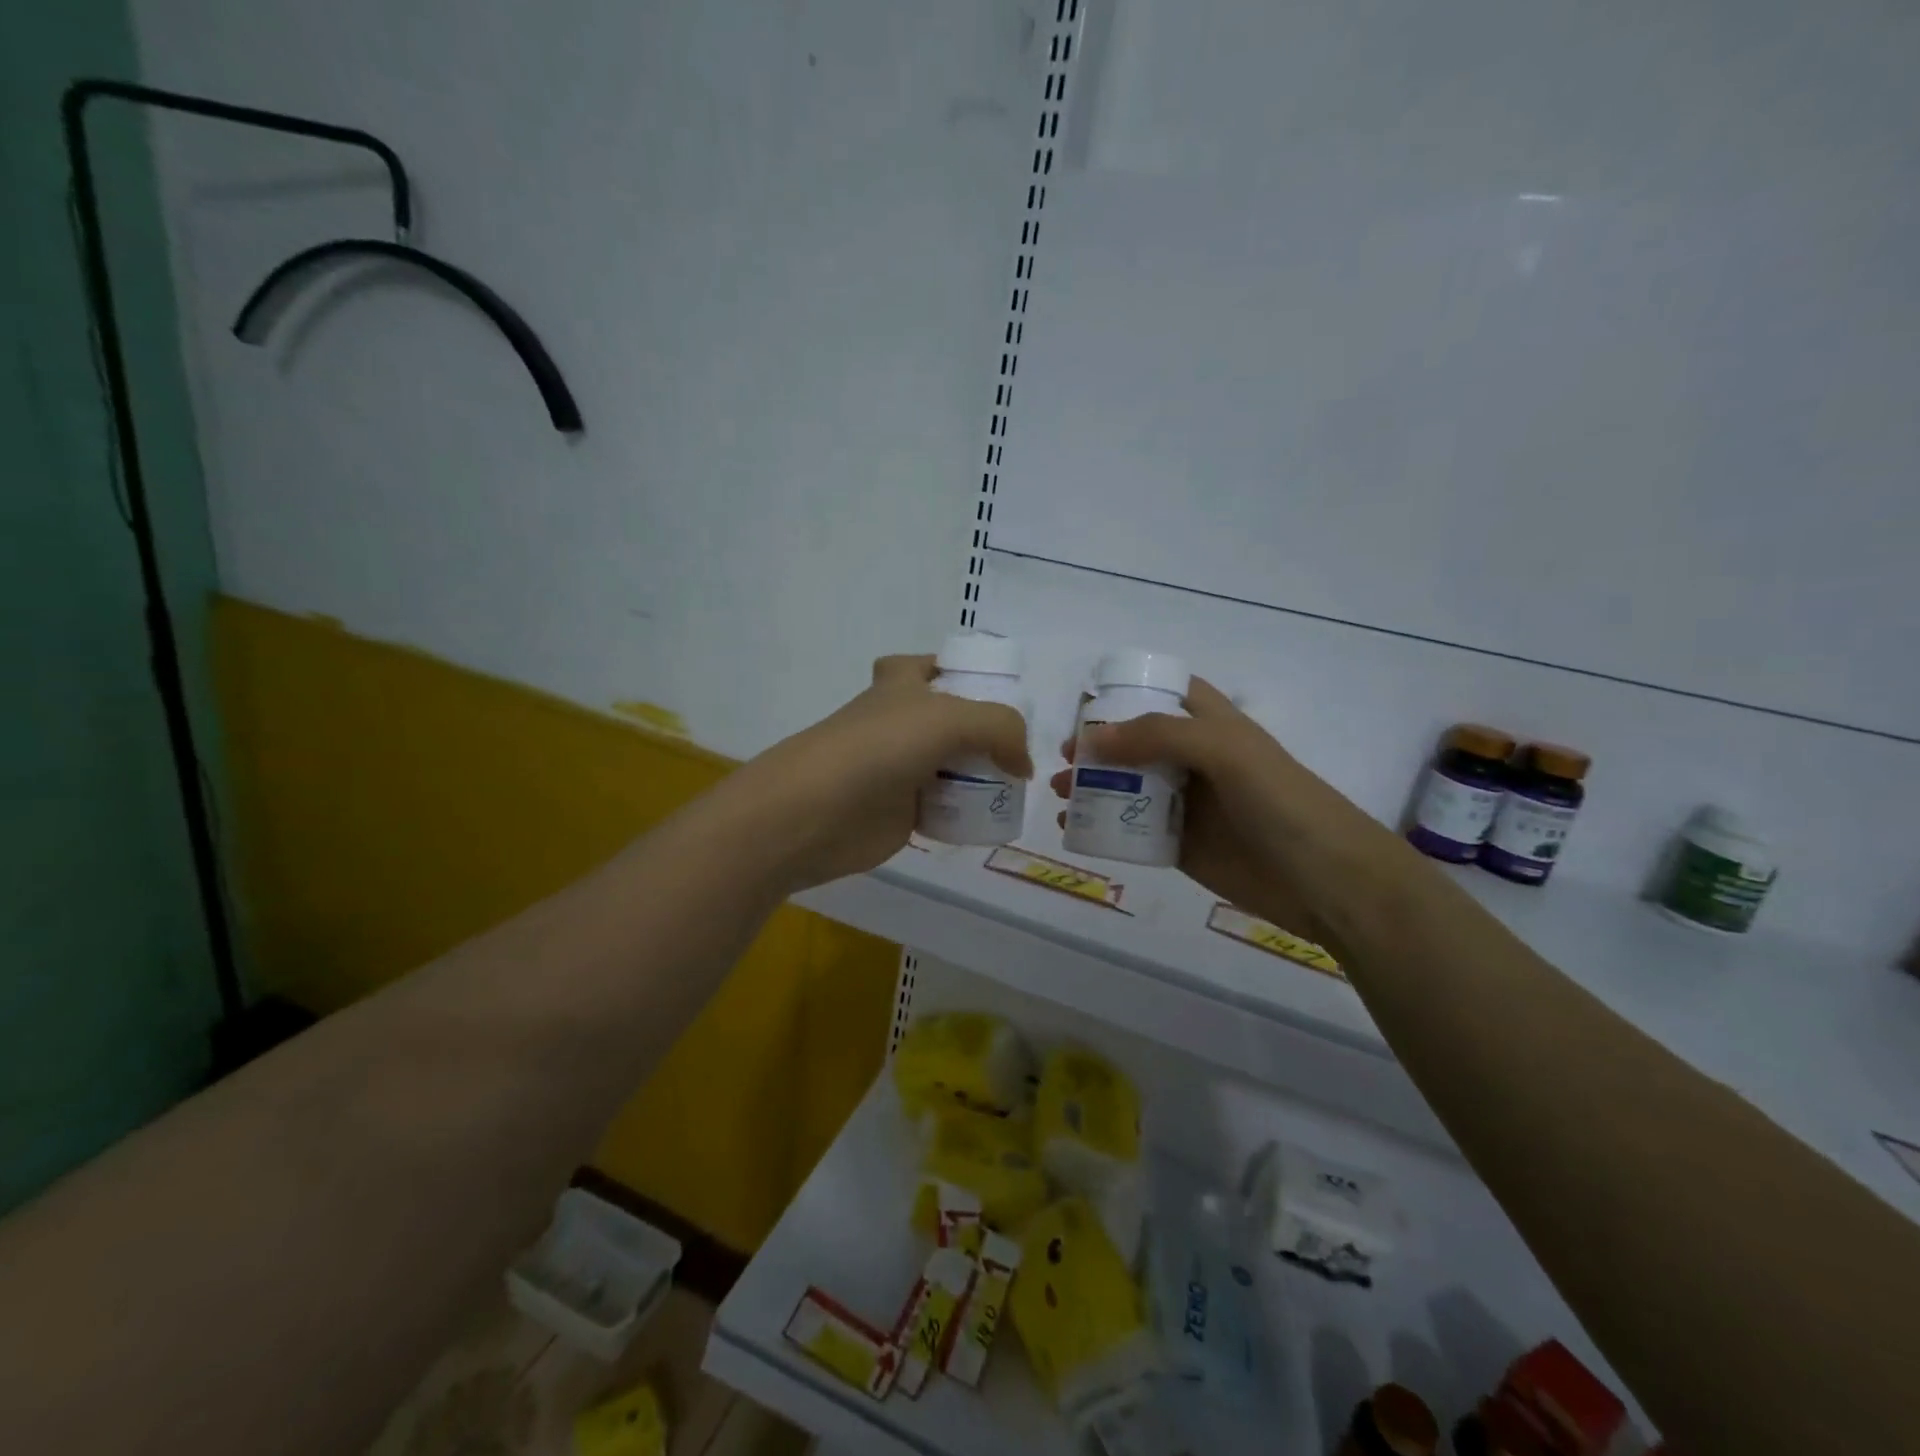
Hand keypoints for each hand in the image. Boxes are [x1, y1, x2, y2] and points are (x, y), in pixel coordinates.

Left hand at [735, 654, 1032, 891]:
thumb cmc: (878, 748)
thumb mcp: (949, 718)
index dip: (956, 670)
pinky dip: (968, 812)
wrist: (815, 812)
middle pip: (949, 720)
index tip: (994, 690)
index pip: (927, 665)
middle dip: (983, 730)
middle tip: (1020, 746)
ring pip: (950, 765)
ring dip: (981, 774)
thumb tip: (1022, 765)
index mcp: (900, 686)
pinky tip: (994, 818)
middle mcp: (899, 723)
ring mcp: (900, 768)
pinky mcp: (901, 812)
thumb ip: (1000, 728)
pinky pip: (945, 807)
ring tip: (1020, 785)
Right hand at [1049, 677, 1402, 941]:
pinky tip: (1075, 827)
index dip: (1129, 692)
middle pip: (1138, 742)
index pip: (1167, 694)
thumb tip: (1090, 739)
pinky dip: (1103, 825)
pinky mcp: (1182, 846)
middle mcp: (1197, 760)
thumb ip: (1160, 736)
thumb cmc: (1282, 803)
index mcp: (1214, 725)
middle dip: (1098, 744)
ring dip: (1093, 784)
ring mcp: (1189, 805)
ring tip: (1058, 792)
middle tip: (1062, 756)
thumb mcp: (1226, 752)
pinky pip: (1133, 829)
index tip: (1086, 703)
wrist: (1327, 882)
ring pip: (1130, 785)